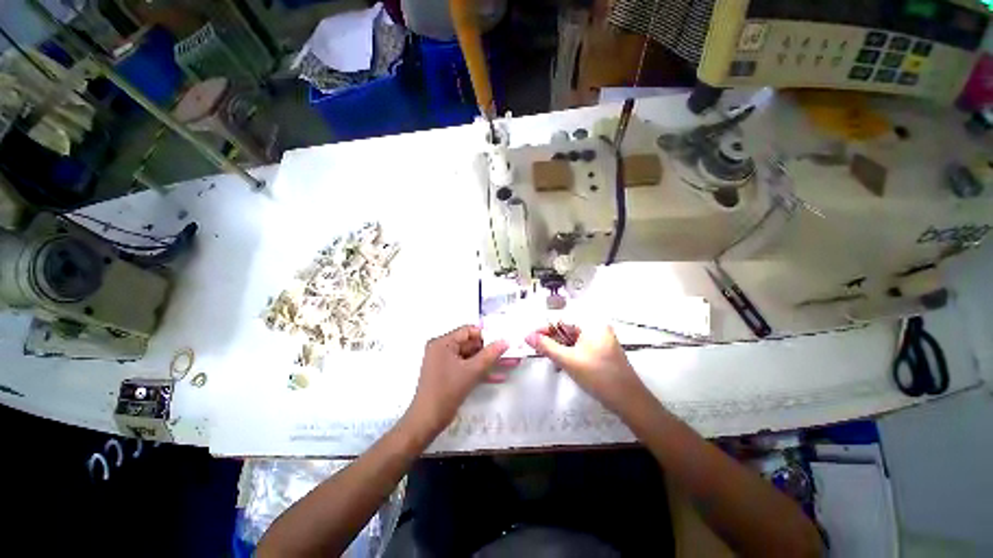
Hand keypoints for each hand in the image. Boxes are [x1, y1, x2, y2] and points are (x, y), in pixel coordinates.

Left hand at [405, 325, 508, 436]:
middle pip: (470, 344)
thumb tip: (505, 341)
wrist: (427, 421)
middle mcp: (443, 349)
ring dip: (489, 361)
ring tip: (510, 362)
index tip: (503, 338)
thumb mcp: (471, 371)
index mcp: (443, 343)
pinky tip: (499, 376)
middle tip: (510, 350)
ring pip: (471, 357)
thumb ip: (490, 354)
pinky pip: (467, 368)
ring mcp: (445, 363)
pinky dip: (480, 371)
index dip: (486, 334)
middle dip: (491, 349)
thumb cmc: (447, 390)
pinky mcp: (449, 375)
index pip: (468, 331)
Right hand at [526, 324, 650, 418]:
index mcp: (592, 325)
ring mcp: (603, 342)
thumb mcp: (568, 360)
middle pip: (568, 331)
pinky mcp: (605, 354)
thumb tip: (528, 336)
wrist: (630, 402)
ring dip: (561, 350)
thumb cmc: (598, 376)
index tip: (530, 338)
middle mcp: (598, 329)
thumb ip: (546, 347)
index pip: (562, 322)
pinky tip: (565, 367)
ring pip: (574, 342)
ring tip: (552, 362)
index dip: (545, 330)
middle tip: (540, 352)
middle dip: (553, 342)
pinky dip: (572, 356)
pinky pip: (582, 350)